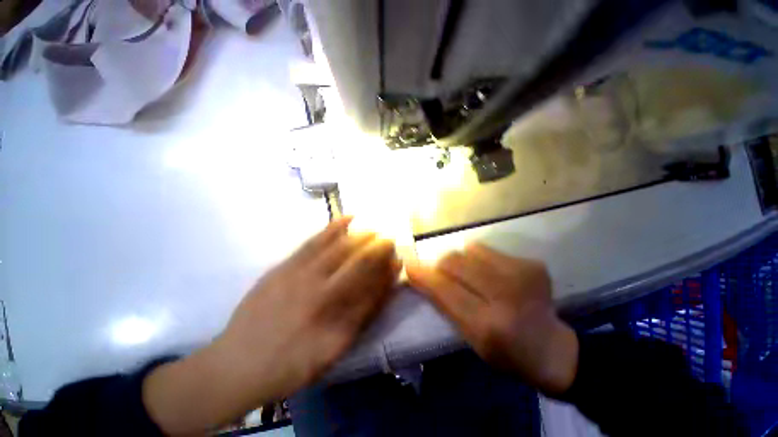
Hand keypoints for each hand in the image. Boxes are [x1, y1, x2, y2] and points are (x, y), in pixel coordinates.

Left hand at [144, 217, 400, 434]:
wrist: (238, 363)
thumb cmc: (291, 363)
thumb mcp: (333, 352)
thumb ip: (360, 321)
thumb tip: (382, 291)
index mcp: (336, 322)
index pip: (373, 289)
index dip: (388, 273)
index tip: (399, 260)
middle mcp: (323, 295)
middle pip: (359, 264)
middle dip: (379, 249)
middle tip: (390, 240)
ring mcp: (302, 277)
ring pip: (340, 249)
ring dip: (362, 237)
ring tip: (374, 229)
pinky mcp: (286, 266)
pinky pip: (314, 241)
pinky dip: (334, 227)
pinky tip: (347, 218)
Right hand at [406, 243, 577, 394]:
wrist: (552, 348)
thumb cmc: (505, 352)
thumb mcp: (469, 337)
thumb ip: (443, 304)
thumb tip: (420, 275)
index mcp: (488, 325)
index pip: (444, 289)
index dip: (424, 275)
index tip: (410, 265)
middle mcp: (506, 295)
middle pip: (455, 261)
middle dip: (442, 265)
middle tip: (445, 276)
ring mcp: (522, 274)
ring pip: (470, 250)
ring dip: (462, 261)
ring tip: (472, 277)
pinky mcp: (531, 263)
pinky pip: (488, 250)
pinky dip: (480, 260)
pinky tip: (492, 276)